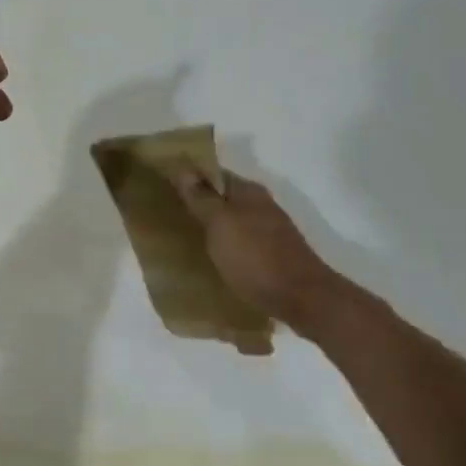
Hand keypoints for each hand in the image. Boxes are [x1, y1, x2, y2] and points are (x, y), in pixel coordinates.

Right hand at [169, 167, 343, 329]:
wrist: (303, 298)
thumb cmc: (255, 257)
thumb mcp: (219, 224)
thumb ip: (201, 197)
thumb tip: (182, 167)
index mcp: (248, 191)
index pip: (212, 173)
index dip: (188, 178)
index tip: (162, 188)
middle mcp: (261, 205)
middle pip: (222, 198)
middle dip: (198, 204)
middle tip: (167, 216)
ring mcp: (270, 230)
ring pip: (232, 222)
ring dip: (211, 228)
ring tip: (184, 240)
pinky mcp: (273, 255)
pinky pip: (241, 243)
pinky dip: (225, 247)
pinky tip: (212, 260)